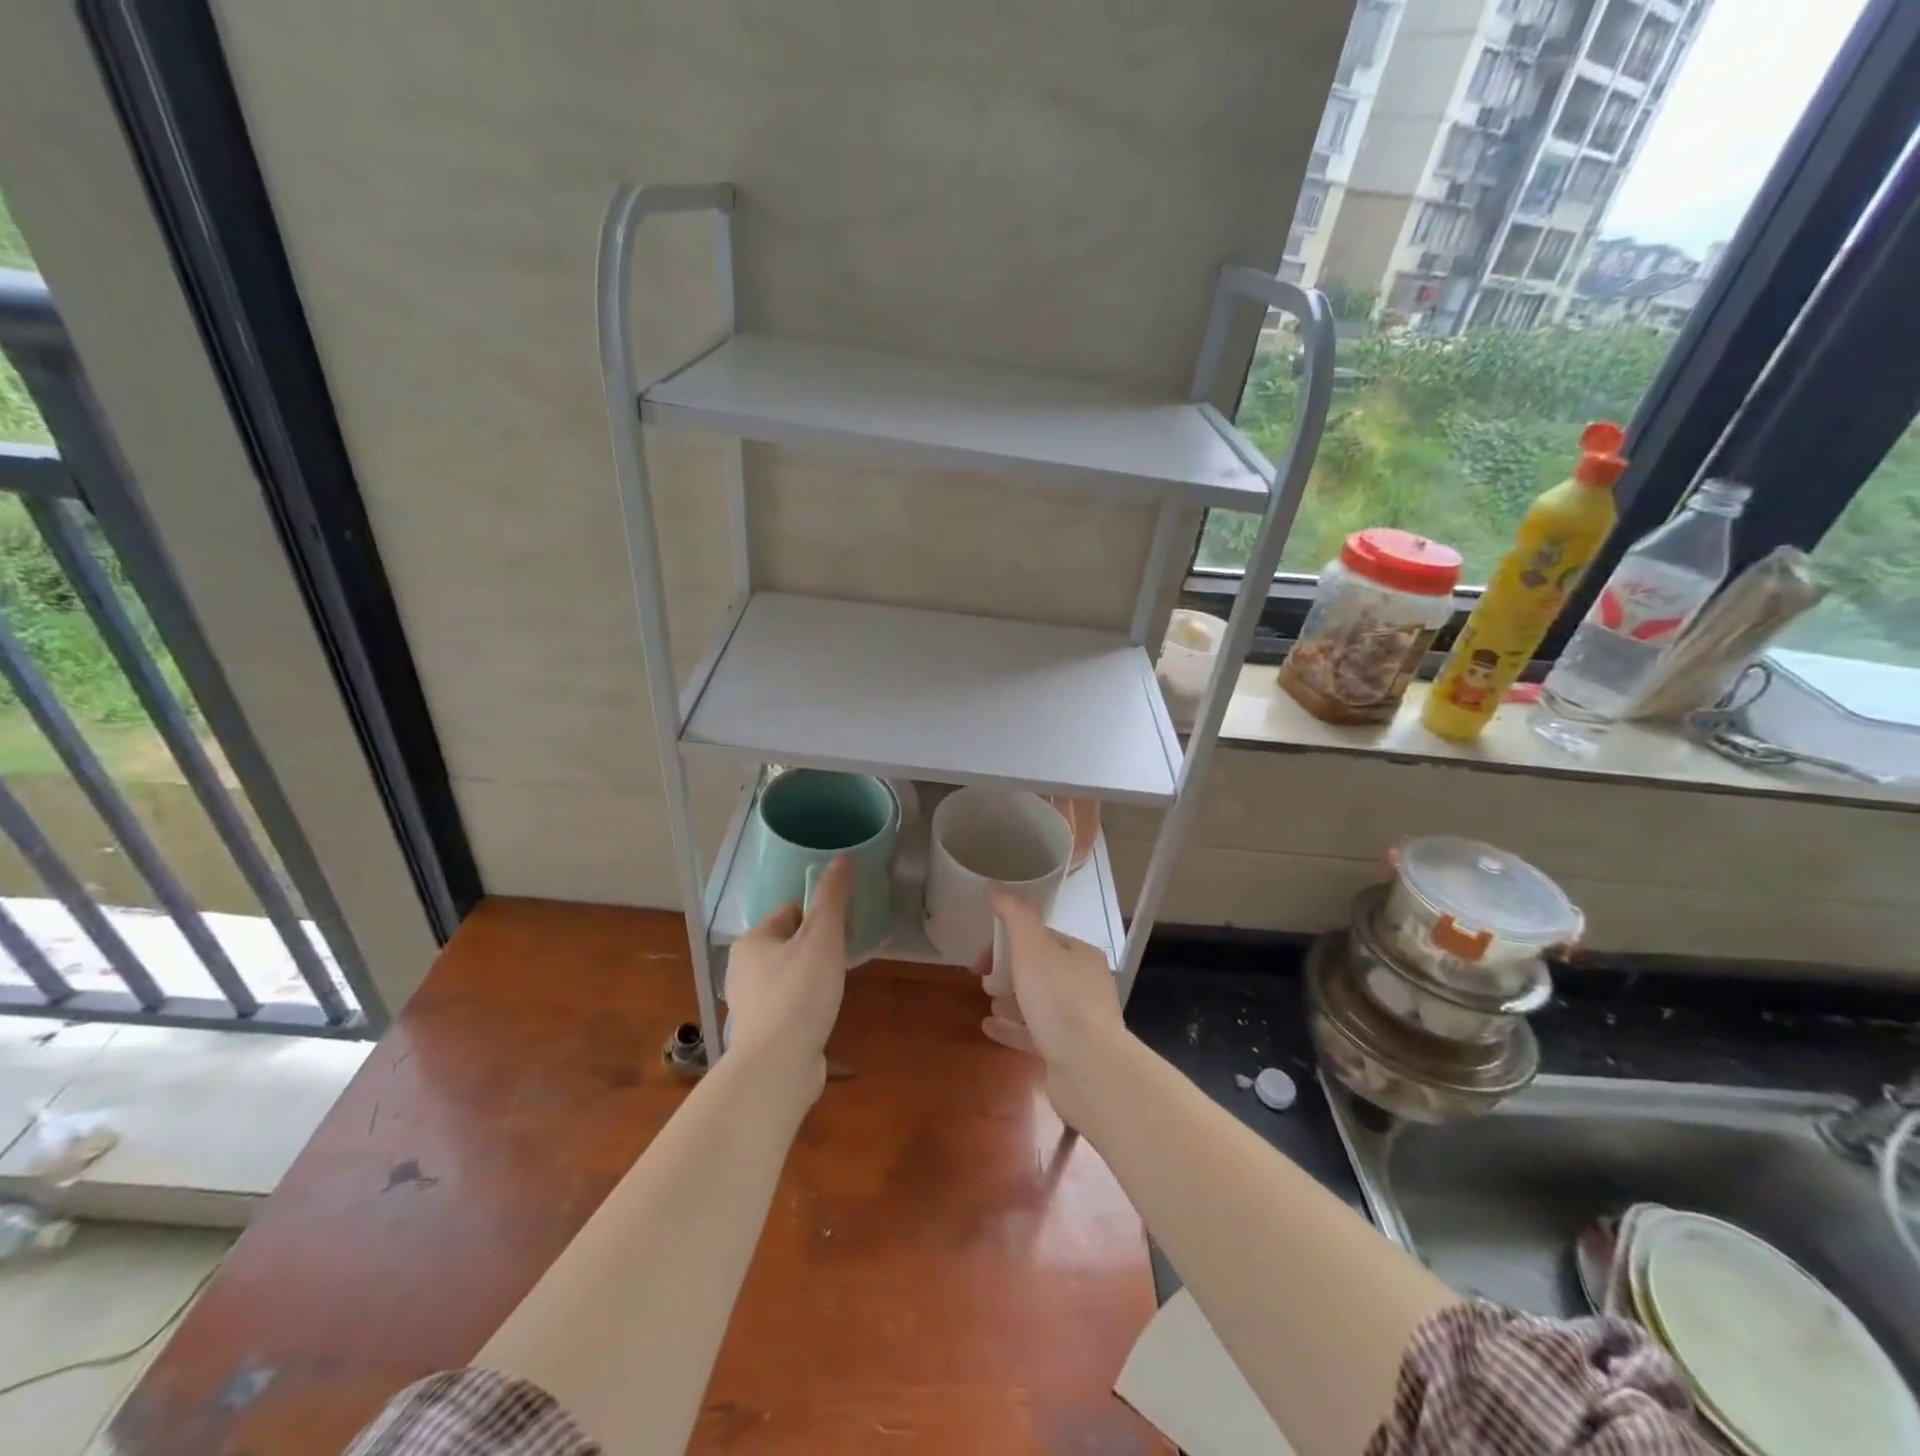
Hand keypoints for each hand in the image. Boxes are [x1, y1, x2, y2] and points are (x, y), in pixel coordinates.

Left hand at [722, 855, 854, 1090]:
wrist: (778, 1066)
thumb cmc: (800, 992)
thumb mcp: (822, 936)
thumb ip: (832, 896)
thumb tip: (842, 859)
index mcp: (752, 941)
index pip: (791, 911)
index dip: (821, 914)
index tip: (845, 928)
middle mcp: (743, 969)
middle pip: (791, 942)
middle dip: (819, 946)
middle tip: (844, 957)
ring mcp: (750, 1003)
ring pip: (790, 974)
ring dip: (814, 976)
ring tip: (836, 986)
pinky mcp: (762, 1031)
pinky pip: (790, 1003)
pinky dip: (807, 1003)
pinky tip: (823, 1013)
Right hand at [978, 887, 1127, 1127]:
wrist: (1089, 1069)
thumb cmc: (1059, 999)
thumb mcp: (1032, 947)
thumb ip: (1015, 915)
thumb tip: (996, 888)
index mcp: (1080, 955)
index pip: (1041, 938)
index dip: (1008, 941)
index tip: (982, 955)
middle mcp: (1084, 984)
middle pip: (1039, 970)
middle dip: (1008, 972)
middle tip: (983, 980)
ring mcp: (1078, 1021)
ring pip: (1037, 1003)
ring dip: (1010, 1000)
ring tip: (987, 1003)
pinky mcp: (1068, 1053)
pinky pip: (1034, 1034)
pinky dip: (1011, 1028)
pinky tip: (989, 1027)